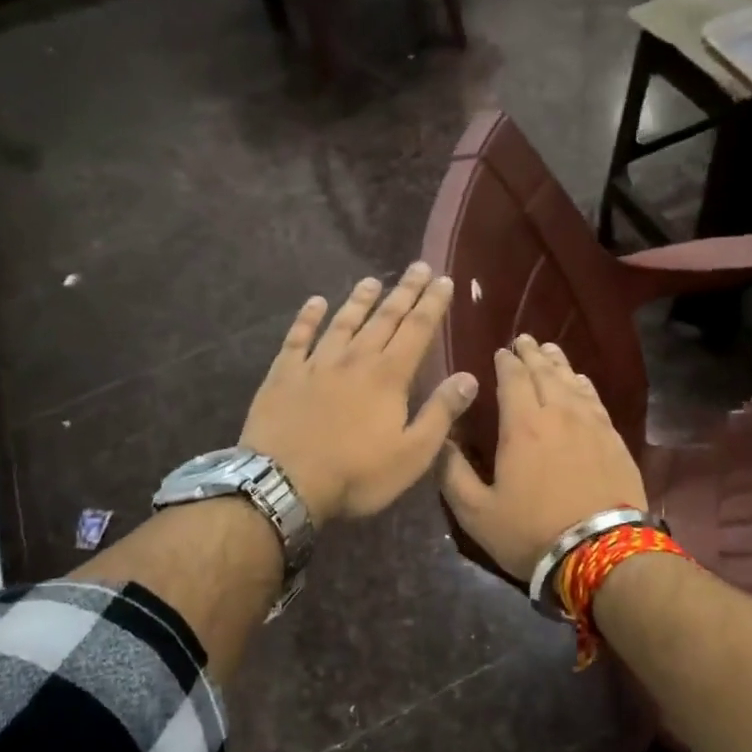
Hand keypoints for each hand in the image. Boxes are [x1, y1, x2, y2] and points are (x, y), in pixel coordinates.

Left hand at [241, 263, 477, 522]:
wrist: (282, 484)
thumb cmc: (356, 475)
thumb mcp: (412, 454)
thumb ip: (441, 413)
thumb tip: (469, 377)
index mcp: (388, 377)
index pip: (417, 330)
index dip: (432, 304)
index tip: (443, 279)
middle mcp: (354, 359)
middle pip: (384, 318)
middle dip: (404, 292)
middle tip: (418, 267)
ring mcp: (315, 364)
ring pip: (343, 322)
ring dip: (360, 300)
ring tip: (373, 280)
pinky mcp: (283, 374)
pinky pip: (297, 338)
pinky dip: (307, 318)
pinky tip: (315, 302)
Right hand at [440, 335, 646, 580]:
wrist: (601, 552)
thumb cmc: (532, 532)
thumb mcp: (476, 512)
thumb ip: (453, 474)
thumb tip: (441, 441)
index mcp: (522, 426)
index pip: (513, 379)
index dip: (505, 362)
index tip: (500, 352)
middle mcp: (558, 414)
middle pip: (545, 372)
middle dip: (532, 354)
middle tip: (524, 340)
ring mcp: (592, 425)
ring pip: (572, 382)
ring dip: (558, 364)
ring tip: (550, 351)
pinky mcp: (614, 440)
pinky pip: (595, 400)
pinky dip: (583, 385)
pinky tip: (581, 383)